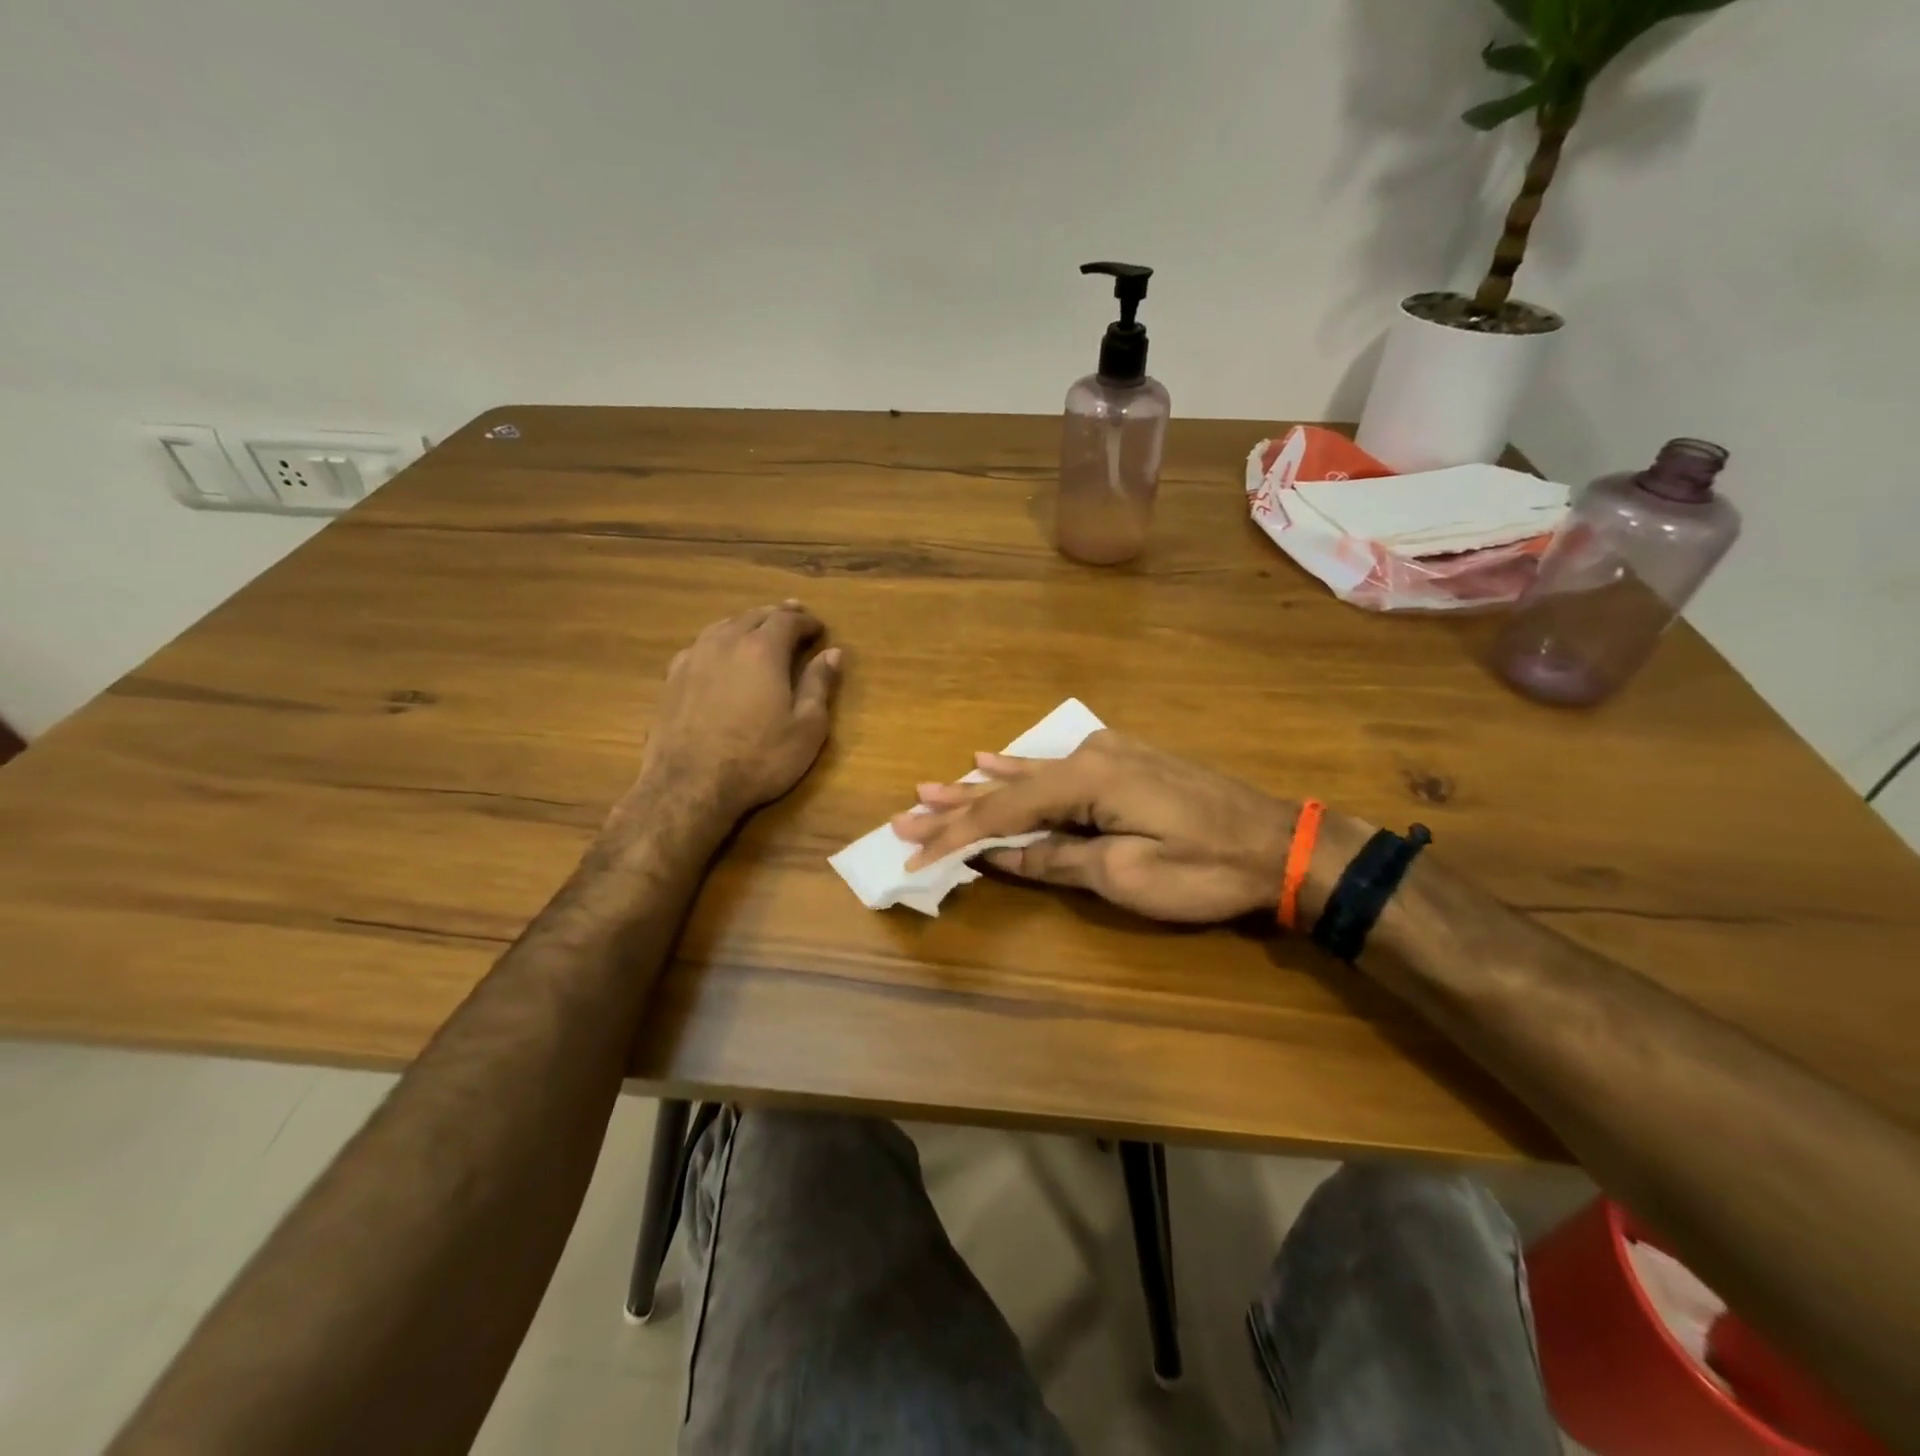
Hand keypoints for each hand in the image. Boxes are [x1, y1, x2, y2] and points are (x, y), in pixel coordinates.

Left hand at [633, 601, 841, 822]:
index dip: (807, 621)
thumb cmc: (759, 758)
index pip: (788, 620)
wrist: (689, 785)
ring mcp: (694, 658)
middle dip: (777, 614)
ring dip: (746, 623)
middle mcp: (726, 642)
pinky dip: (719, 641)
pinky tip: (720, 653)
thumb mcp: (807, 727)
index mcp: (762, 650)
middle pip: (754, 616)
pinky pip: (701, 645)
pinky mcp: (672, 678)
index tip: (820, 628)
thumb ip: (819, 685)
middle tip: (793, 614)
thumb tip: (833, 653)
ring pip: (724, 626)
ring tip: (758, 627)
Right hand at [891, 731, 1302, 922]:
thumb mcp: (1124, 875)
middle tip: (905, 813)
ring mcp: (1107, 753)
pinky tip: (994, 759)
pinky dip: (1019, 772)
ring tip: (933, 788)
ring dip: (980, 787)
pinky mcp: (1122, 762)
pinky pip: (1055, 768)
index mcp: (1086, 780)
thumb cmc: (1204, 867)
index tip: (914, 854)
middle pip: (1007, 787)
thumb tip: (999, 854)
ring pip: (1028, 774)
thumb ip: (1055, 859)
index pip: (1003, 811)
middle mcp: (1088, 755)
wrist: (1278, 843)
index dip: (956, 836)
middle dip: (956, 806)